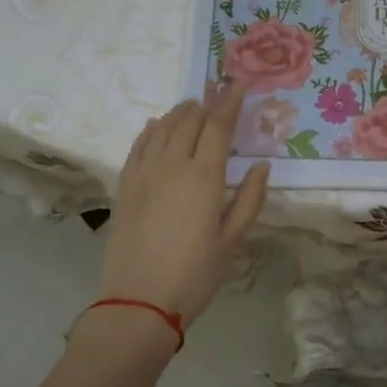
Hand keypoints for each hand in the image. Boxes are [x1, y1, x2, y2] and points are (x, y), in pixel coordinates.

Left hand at [95, 84, 269, 327]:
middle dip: (207, 103)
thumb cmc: (194, 275)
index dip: (230, 101)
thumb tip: (261, 166)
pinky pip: (138, 145)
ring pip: (162, 127)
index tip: (239, 84)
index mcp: (203, 176)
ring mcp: (143, 173)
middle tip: (219, 93)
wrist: (138, 302)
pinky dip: (151, 129)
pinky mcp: (125, 186)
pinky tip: (156, 125)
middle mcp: (171, 164)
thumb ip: (249, 199)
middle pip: (189, 120)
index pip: (218, 125)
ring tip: (193, 106)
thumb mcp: (232, 240)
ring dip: (180, 112)